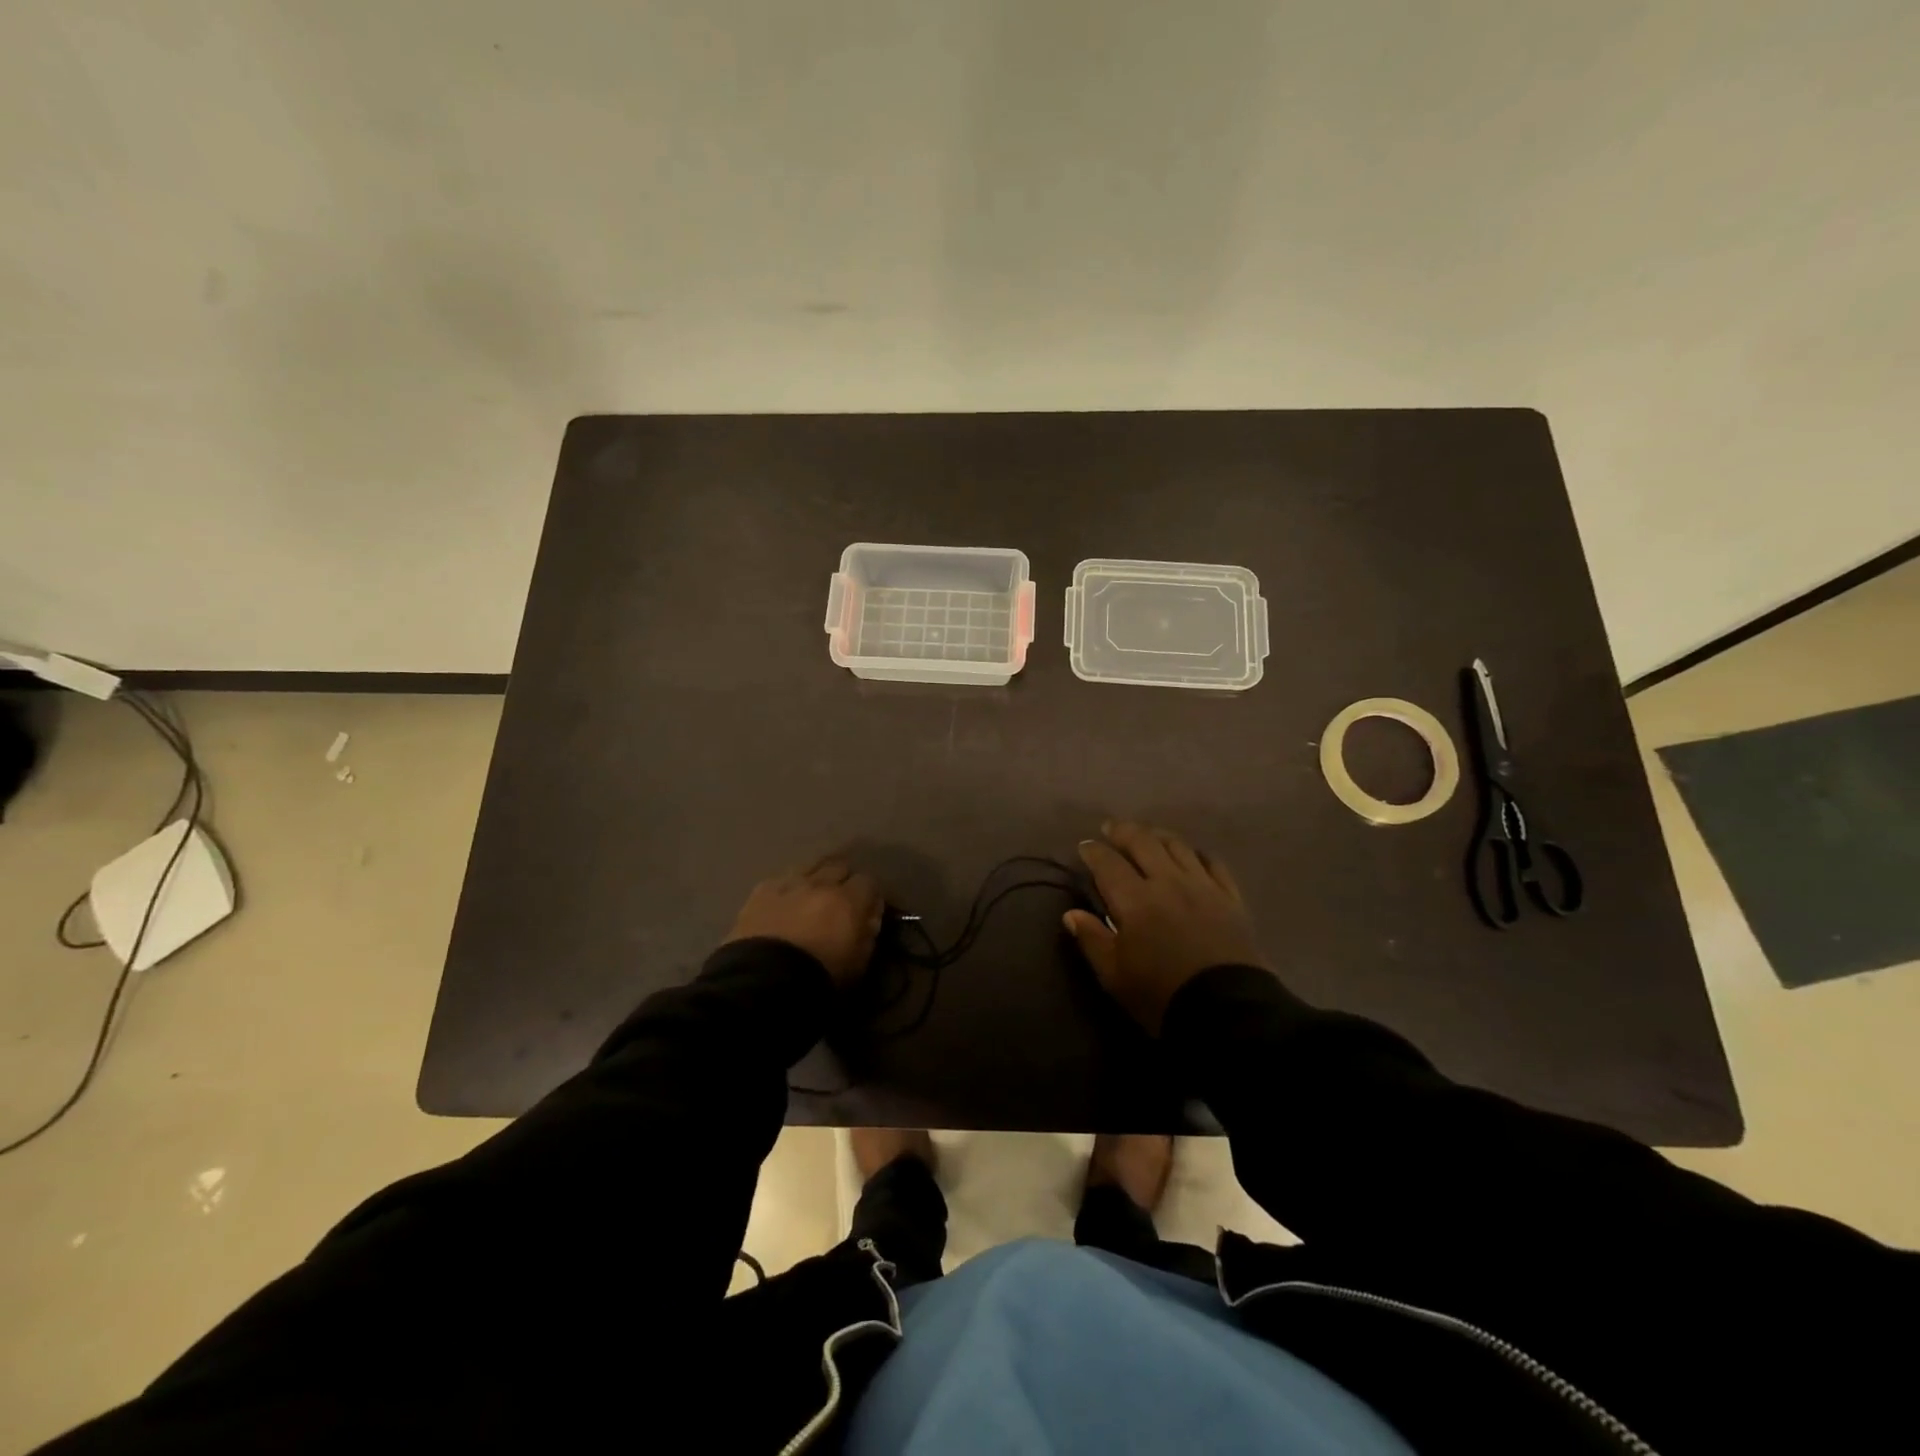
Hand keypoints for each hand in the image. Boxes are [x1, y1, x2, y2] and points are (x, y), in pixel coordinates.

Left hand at [724, 858, 882, 986]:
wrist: (764, 983)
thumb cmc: (819, 979)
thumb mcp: (858, 963)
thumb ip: (868, 933)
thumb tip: (869, 916)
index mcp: (848, 901)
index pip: (868, 882)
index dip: (868, 895)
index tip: (866, 909)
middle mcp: (820, 884)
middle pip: (838, 867)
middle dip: (842, 880)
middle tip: (839, 901)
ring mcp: (789, 883)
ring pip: (809, 866)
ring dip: (815, 878)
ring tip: (811, 896)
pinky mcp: (761, 891)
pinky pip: (781, 879)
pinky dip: (787, 888)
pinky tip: (784, 902)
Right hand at [1063, 820, 1262, 1033]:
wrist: (1228, 1012)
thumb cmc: (1161, 995)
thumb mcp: (1115, 975)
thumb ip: (1092, 940)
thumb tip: (1071, 914)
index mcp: (1134, 899)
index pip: (1108, 863)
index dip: (1094, 851)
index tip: (1085, 846)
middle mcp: (1167, 881)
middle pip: (1143, 842)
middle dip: (1124, 831)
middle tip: (1112, 828)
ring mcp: (1203, 886)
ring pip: (1178, 846)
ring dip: (1158, 835)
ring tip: (1148, 835)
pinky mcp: (1231, 898)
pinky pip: (1214, 864)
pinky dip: (1198, 854)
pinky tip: (1192, 855)